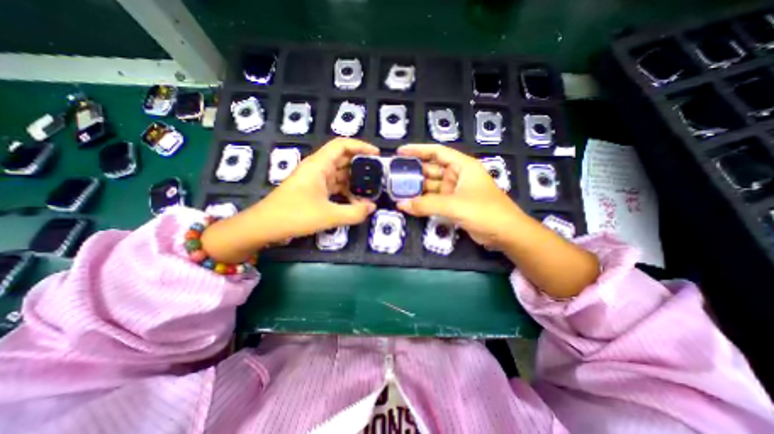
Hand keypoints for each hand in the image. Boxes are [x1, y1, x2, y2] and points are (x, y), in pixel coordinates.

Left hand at [202, 138, 378, 260]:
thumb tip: (372, 207)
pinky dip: (346, 192)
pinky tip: (355, 202)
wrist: (264, 226)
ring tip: (370, 190)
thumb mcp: (329, 215)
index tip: (377, 155)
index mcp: (319, 165)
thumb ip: (354, 212)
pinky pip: (334, 186)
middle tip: (378, 175)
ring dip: (354, 181)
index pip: (342, 145)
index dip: (361, 146)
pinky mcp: (313, 190)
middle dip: (361, 165)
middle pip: (343, 159)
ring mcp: (315, 179)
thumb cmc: (295, 216)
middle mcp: (317, 168)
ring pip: (339, 174)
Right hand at [399, 143, 597, 298]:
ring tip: (397, 190)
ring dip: (417, 189)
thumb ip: (426, 205)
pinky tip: (410, 203)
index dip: (418, 150)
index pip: (437, 152)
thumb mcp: (454, 205)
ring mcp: (455, 190)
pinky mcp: (454, 204)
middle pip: (432, 169)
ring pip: (432, 186)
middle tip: (394, 176)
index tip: (400, 152)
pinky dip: (423, 201)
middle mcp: (458, 175)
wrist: (505, 233)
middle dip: (414, 172)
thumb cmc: (484, 211)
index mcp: (462, 166)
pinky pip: (435, 199)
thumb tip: (400, 205)